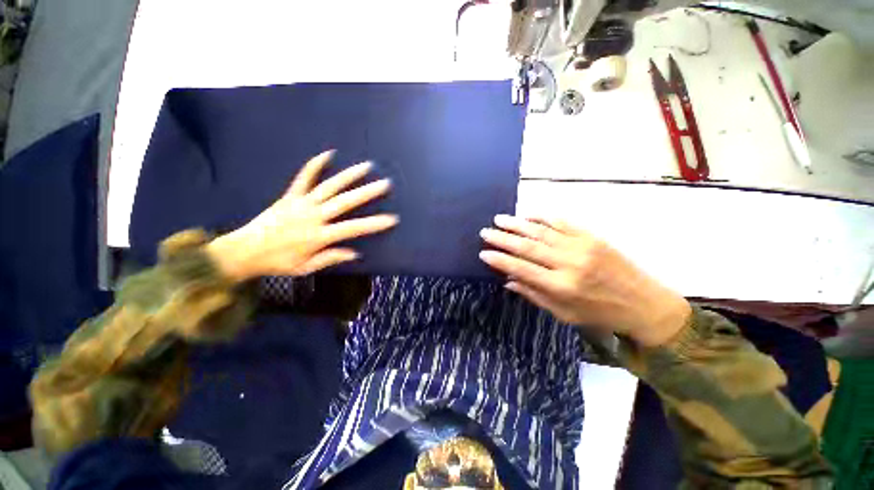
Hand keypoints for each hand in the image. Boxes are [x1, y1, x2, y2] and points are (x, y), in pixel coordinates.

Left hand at [208, 150, 397, 280]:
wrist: (243, 251)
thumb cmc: (278, 263)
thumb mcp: (306, 268)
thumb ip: (331, 258)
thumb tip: (355, 253)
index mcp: (319, 236)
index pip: (353, 228)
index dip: (374, 223)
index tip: (392, 218)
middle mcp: (313, 216)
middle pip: (345, 202)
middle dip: (367, 192)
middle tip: (385, 184)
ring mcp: (301, 203)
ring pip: (329, 186)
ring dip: (349, 175)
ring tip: (366, 166)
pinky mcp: (290, 195)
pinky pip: (304, 177)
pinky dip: (315, 165)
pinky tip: (328, 154)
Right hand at [479, 215, 690, 346]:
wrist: (644, 303)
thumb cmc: (600, 314)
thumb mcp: (564, 314)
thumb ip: (534, 295)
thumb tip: (508, 281)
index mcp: (561, 287)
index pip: (521, 269)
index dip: (500, 260)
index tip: (483, 253)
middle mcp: (568, 263)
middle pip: (527, 247)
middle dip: (503, 238)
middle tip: (485, 231)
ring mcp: (581, 246)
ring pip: (541, 231)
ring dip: (517, 224)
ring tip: (499, 219)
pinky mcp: (591, 236)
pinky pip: (562, 222)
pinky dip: (542, 217)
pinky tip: (528, 214)